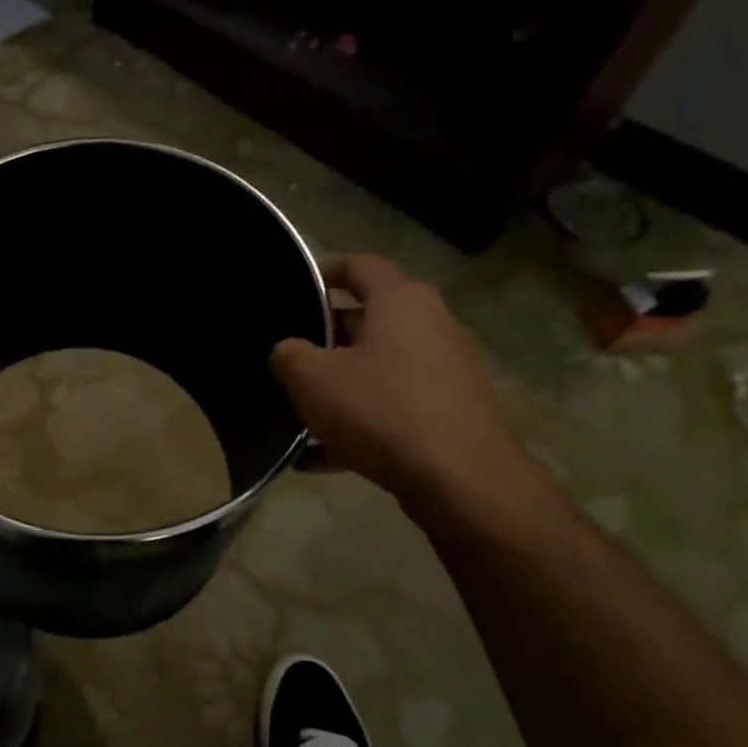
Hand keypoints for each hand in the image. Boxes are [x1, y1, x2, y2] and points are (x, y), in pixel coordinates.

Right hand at [270, 255, 535, 503]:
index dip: (323, 272)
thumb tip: (287, 351)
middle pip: (368, 320)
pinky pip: (393, 408)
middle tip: (288, 358)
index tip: (293, 288)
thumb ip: (288, 354)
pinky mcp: (451, 411)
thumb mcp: (311, 379)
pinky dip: (359, 423)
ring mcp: (446, 370)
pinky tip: (320, 457)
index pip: (359, 266)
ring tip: (300, 413)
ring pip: (379, 368)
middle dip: (325, 338)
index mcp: (401, 301)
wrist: (460, 480)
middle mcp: (431, 325)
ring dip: (340, 386)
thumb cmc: (380, 411)